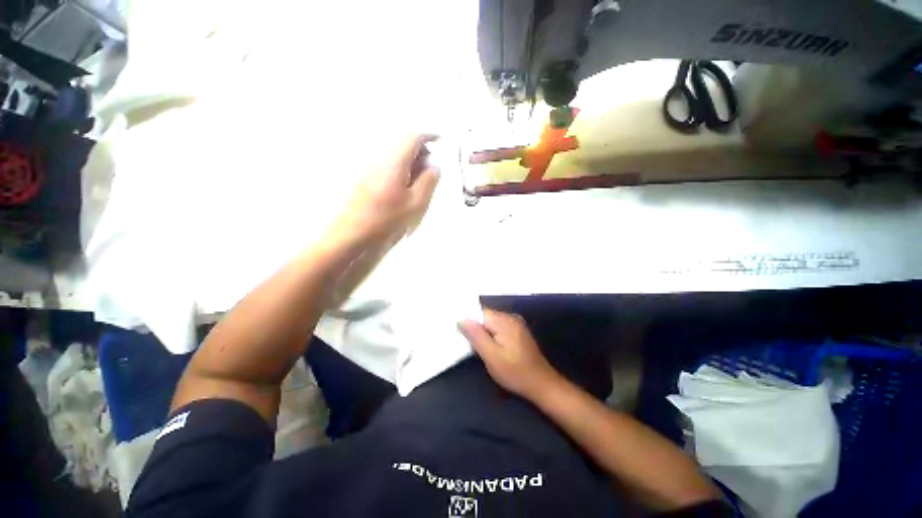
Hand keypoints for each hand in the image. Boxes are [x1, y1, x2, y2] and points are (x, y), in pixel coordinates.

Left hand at [331, 135, 439, 245]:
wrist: (353, 236)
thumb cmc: (387, 221)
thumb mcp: (416, 204)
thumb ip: (429, 182)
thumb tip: (435, 165)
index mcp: (393, 163)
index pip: (412, 138)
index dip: (428, 136)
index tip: (440, 140)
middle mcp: (379, 160)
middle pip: (402, 144)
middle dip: (420, 151)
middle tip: (432, 169)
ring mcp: (369, 170)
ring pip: (394, 156)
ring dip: (411, 162)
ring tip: (421, 182)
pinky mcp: (365, 180)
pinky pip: (387, 166)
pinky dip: (400, 170)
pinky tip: (405, 189)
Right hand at [458, 309, 562, 401]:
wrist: (542, 385)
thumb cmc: (515, 373)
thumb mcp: (492, 357)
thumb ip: (476, 335)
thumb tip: (461, 317)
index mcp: (504, 321)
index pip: (479, 312)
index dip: (467, 321)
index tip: (458, 332)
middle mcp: (510, 317)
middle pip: (485, 316)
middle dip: (475, 328)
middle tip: (466, 344)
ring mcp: (515, 324)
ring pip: (490, 323)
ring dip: (482, 333)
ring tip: (477, 348)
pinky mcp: (517, 332)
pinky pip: (497, 328)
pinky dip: (491, 335)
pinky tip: (489, 348)